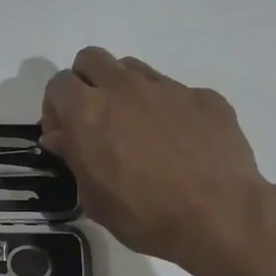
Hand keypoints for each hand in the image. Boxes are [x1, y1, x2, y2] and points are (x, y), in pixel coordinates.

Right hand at [42, 48, 275, 275]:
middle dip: (86, 83)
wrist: (220, 217)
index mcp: (89, 112)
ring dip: (126, 90)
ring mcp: (168, 88)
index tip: (64, 134)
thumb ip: (74, 158)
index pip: (58, 84)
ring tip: (139, 129)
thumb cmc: (146, 216)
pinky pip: (176, 92)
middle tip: (96, 120)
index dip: (56, 107)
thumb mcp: (95, 198)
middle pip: (92, 59)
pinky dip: (169, 109)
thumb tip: (62, 136)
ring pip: (133, 69)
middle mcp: (125, 88)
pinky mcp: (204, 97)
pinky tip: (182, 142)